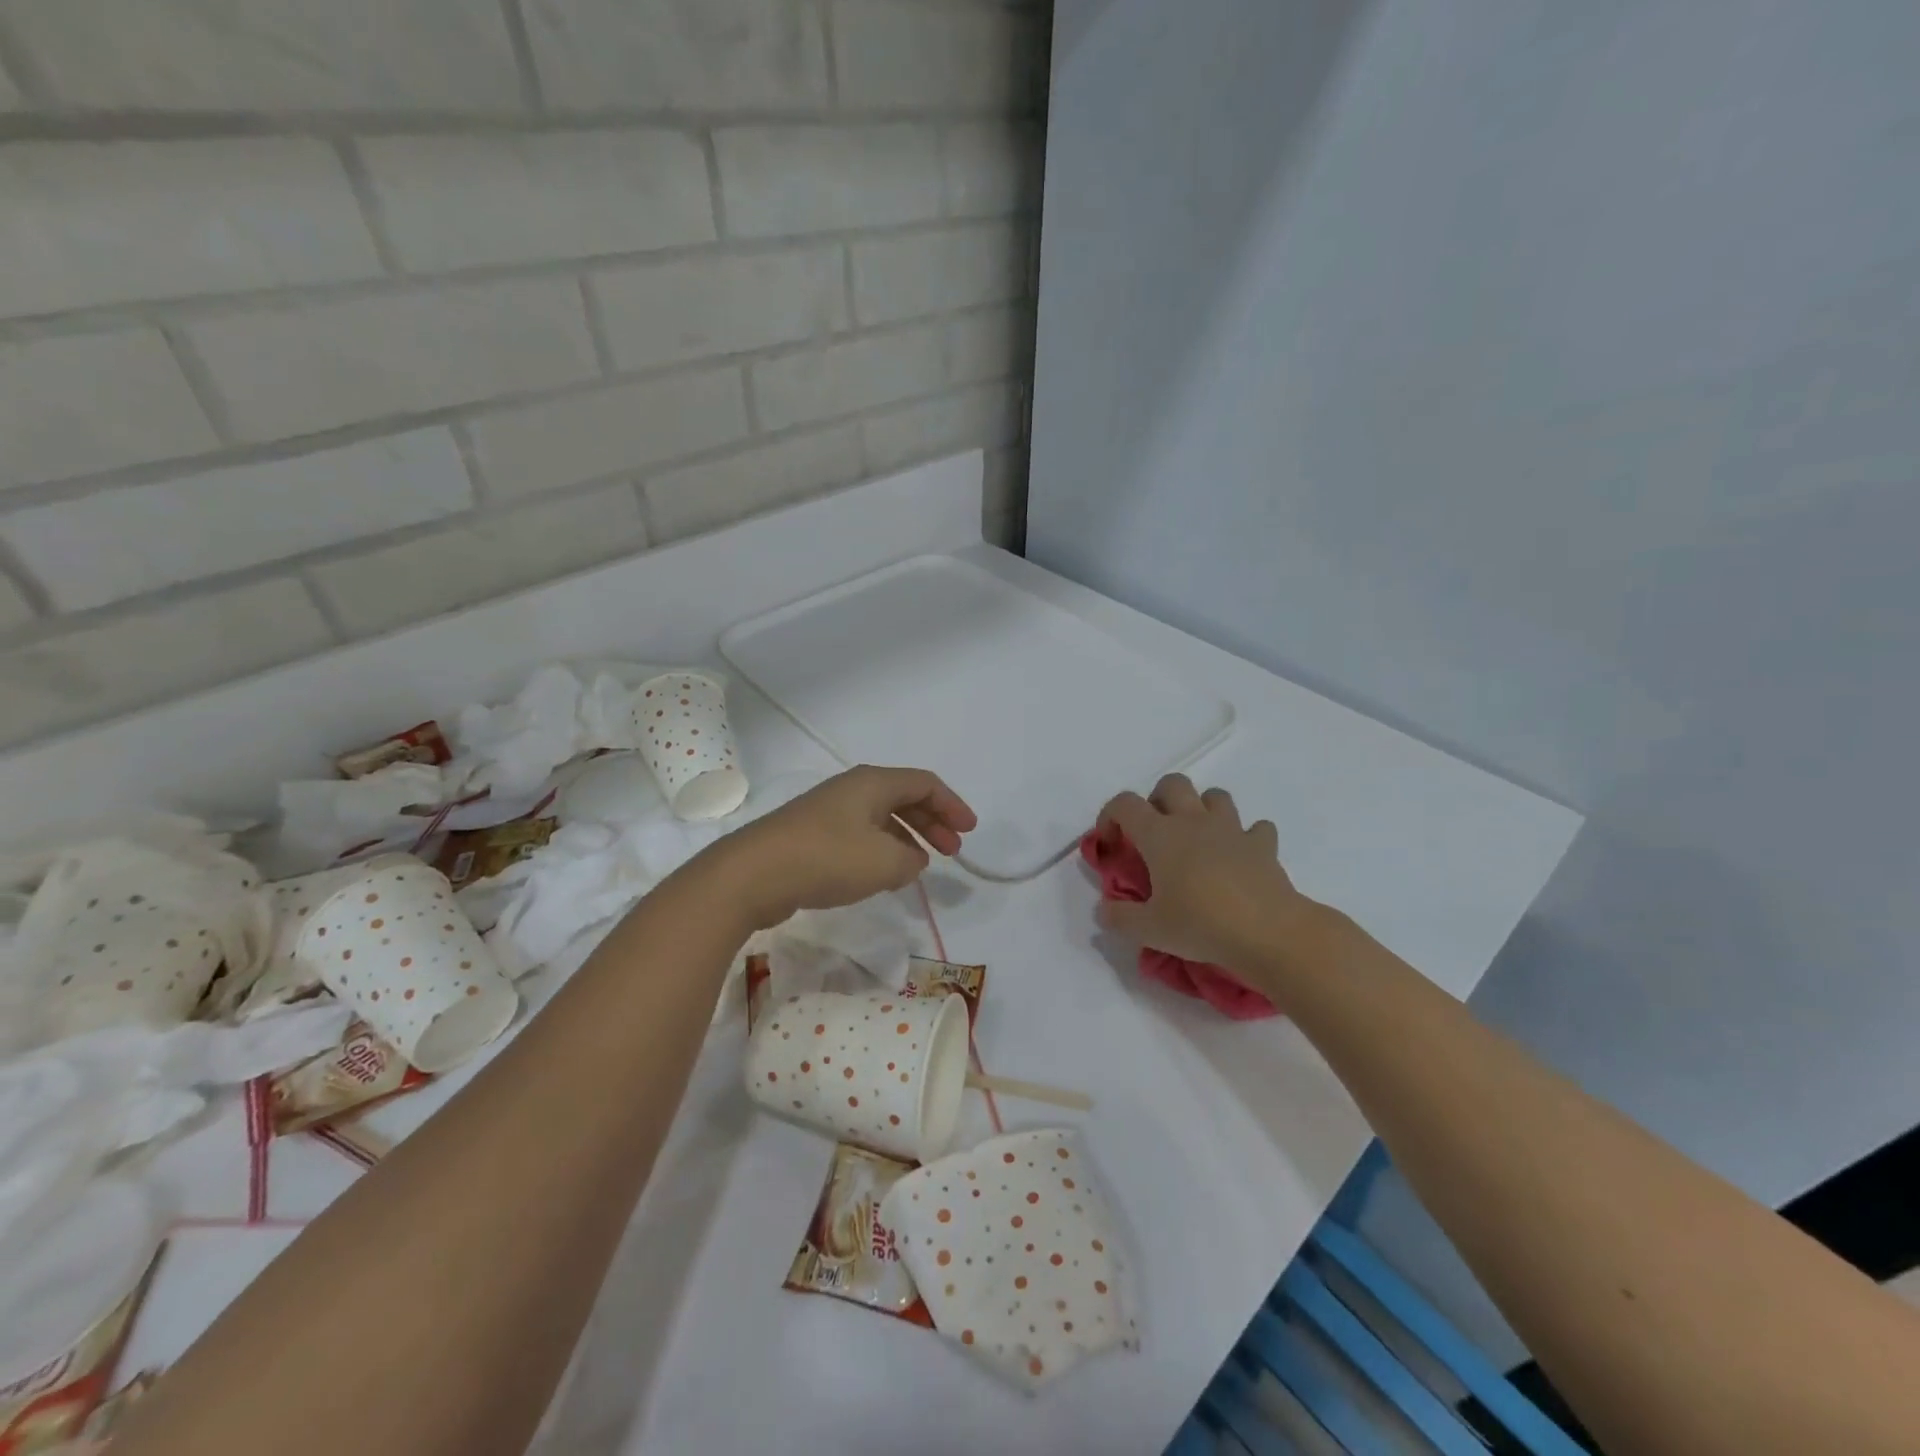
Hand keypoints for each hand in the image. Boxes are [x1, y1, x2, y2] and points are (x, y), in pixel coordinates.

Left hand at [710, 765, 977, 929]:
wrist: (752, 875)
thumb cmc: (826, 858)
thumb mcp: (884, 862)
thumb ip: (911, 860)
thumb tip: (911, 859)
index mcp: (872, 783)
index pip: (924, 784)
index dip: (952, 806)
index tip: (969, 832)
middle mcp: (851, 790)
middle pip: (903, 798)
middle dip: (932, 822)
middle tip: (952, 851)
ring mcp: (828, 812)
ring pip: (880, 818)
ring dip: (907, 838)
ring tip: (921, 866)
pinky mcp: (811, 836)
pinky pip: (859, 835)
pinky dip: (881, 850)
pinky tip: (882, 875)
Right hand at [1095, 774, 1317, 973]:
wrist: (1269, 932)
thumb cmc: (1201, 925)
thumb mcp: (1149, 930)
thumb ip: (1119, 917)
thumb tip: (1104, 911)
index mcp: (1160, 835)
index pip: (1124, 804)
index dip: (1109, 816)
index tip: (1110, 845)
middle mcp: (1193, 821)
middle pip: (1172, 784)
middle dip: (1158, 800)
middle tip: (1154, 834)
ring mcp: (1232, 829)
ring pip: (1215, 796)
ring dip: (1202, 809)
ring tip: (1197, 840)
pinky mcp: (1263, 846)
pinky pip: (1255, 828)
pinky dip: (1246, 837)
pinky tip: (1240, 858)